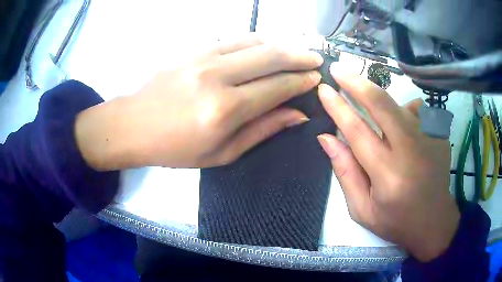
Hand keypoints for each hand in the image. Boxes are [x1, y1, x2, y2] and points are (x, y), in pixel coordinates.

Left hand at [75, 34, 322, 169]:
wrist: (133, 125)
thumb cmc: (175, 149)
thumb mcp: (222, 153)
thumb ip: (262, 130)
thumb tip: (297, 114)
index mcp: (225, 110)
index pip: (277, 87)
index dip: (301, 81)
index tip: (316, 79)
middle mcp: (217, 77)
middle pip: (271, 56)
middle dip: (300, 56)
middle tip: (316, 60)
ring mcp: (203, 58)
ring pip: (254, 41)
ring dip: (281, 45)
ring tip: (296, 52)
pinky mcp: (194, 50)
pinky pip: (234, 39)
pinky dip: (256, 41)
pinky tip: (265, 48)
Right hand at [317, 68, 459, 261]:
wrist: (433, 221)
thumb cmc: (395, 221)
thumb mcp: (362, 209)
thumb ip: (345, 172)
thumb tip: (326, 138)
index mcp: (388, 176)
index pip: (358, 131)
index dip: (338, 107)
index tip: (324, 89)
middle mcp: (411, 151)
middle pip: (382, 105)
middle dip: (357, 83)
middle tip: (338, 69)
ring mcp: (429, 138)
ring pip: (398, 104)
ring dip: (378, 100)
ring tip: (373, 115)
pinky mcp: (439, 134)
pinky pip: (416, 112)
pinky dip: (403, 112)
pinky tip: (403, 128)